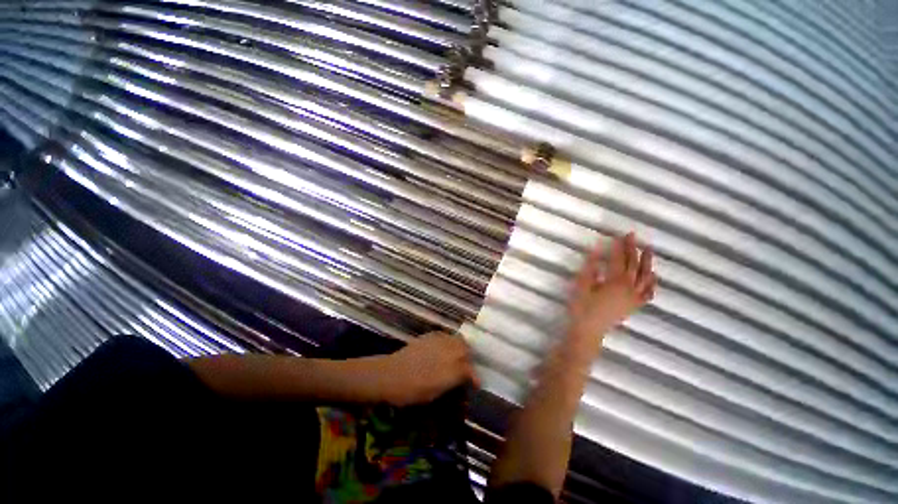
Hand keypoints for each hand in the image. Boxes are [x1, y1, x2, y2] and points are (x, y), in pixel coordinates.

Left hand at [379, 332, 478, 406]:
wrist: (391, 374)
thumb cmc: (412, 391)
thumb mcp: (435, 393)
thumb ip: (452, 383)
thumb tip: (462, 379)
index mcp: (452, 370)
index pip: (470, 371)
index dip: (475, 377)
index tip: (476, 383)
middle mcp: (449, 352)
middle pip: (467, 350)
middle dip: (469, 358)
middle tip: (465, 366)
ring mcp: (440, 341)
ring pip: (458, 340)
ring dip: (461, 347)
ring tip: (456, 355)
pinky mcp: (431, 335)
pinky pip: (446, 336)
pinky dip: (449, 342)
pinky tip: (444, 349)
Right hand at [567, 232, 655, 349]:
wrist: (589, 330)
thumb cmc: (582, 308)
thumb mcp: (582, 286)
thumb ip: (590, 268)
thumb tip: (595, 251)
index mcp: (615, 281)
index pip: (618, 259)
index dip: (620, 246)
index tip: (621, 235)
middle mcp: (629, 288)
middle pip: (633, 265)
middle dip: (633, 249)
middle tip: (634, 236)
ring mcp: (634, 298)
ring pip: (645, 277)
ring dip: (647, 263)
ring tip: (648, 251)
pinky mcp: (634, 306)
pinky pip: (648, 293)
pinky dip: (652, 284)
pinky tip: (653, 277)